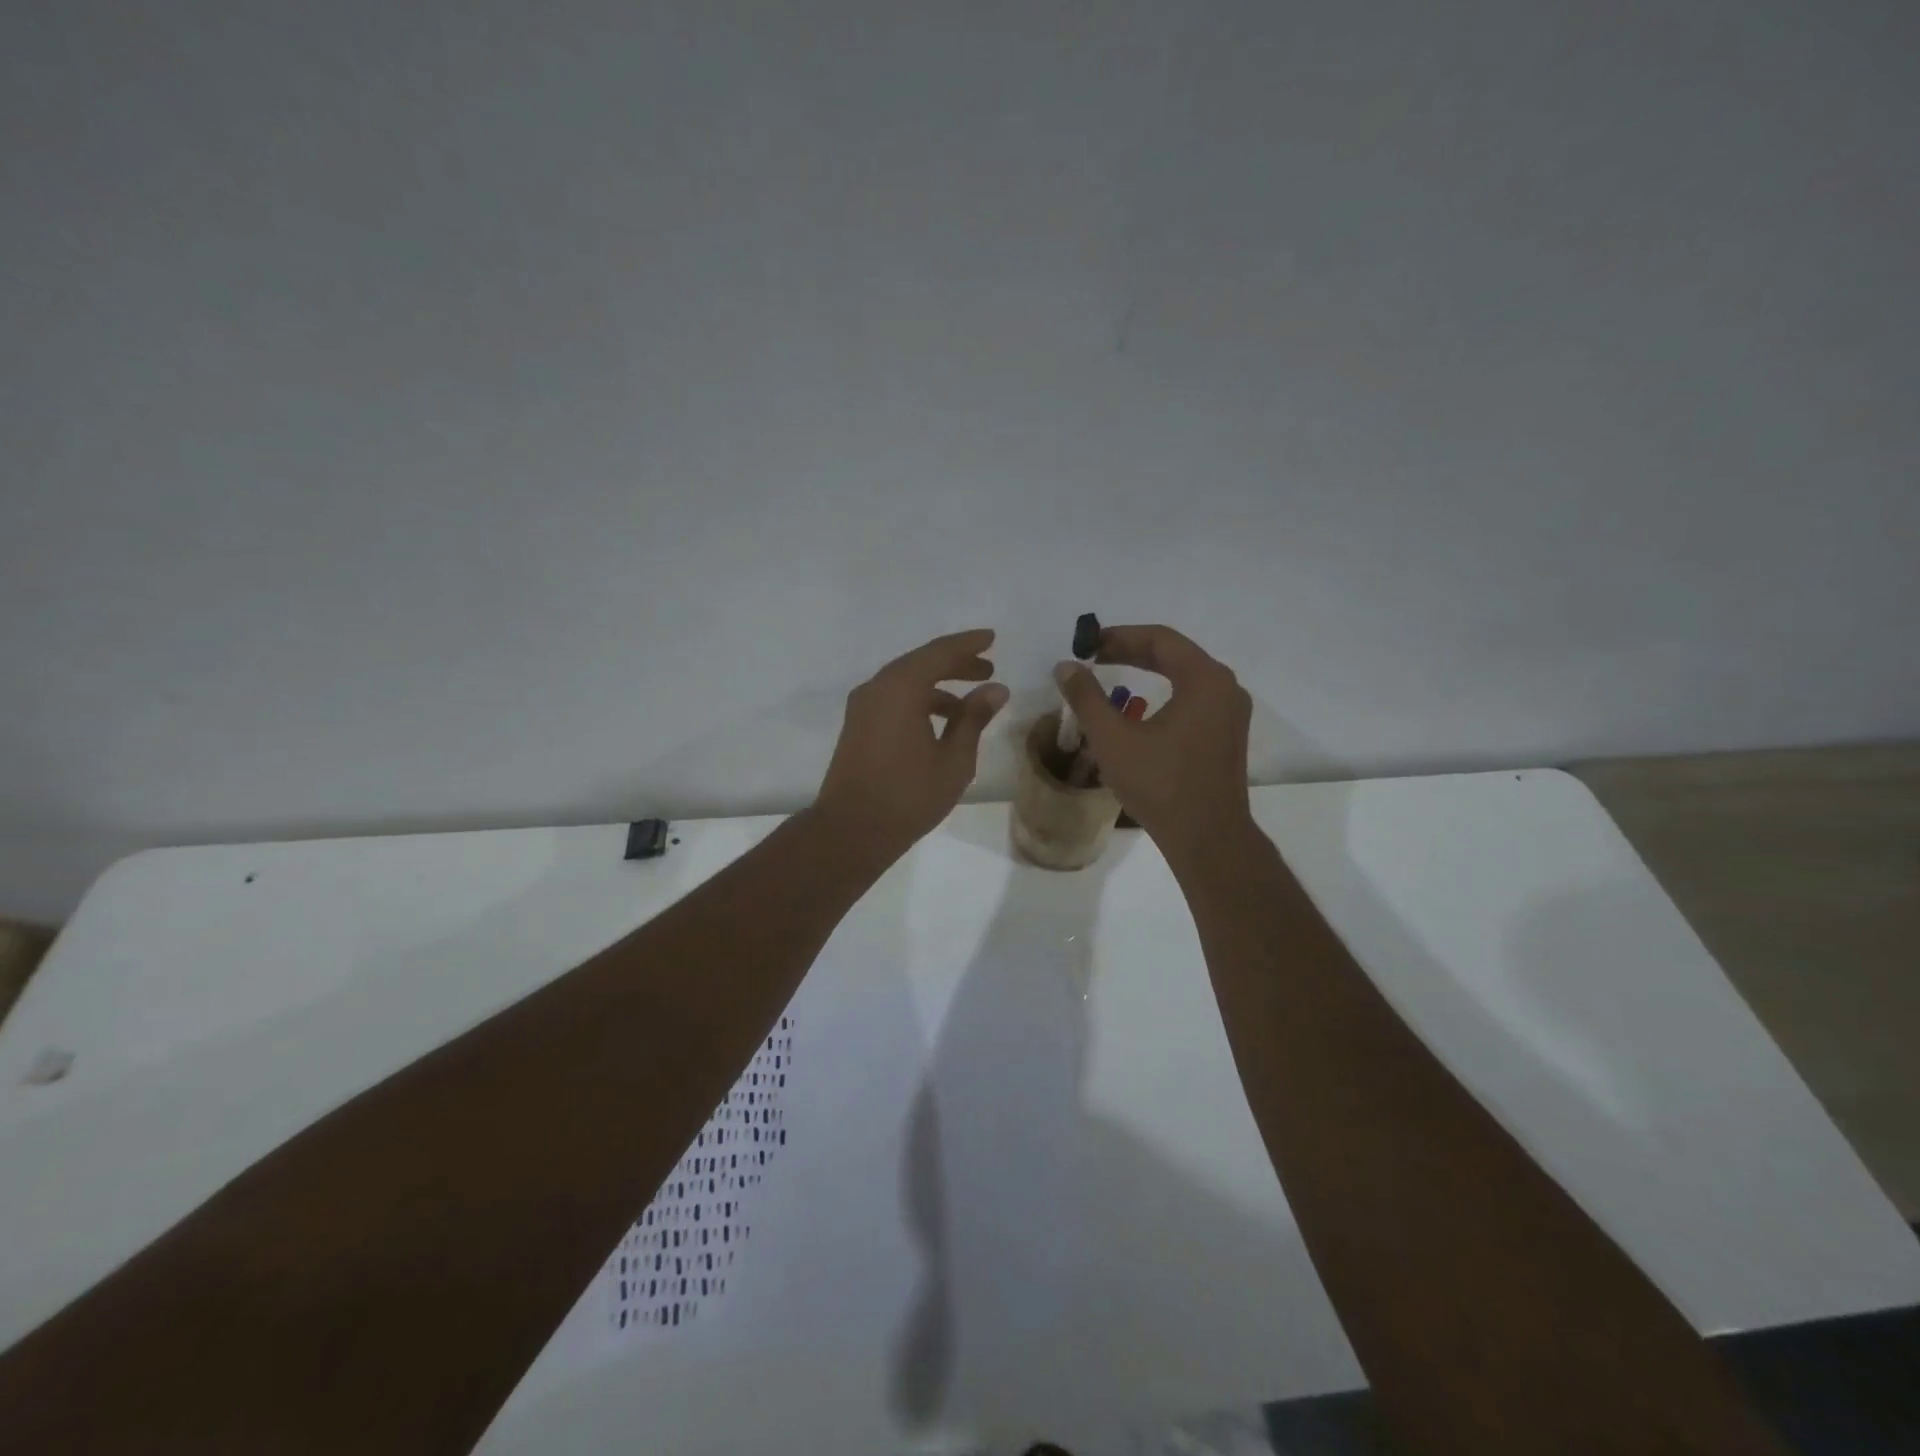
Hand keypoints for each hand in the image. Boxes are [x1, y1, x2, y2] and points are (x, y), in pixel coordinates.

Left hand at [815, 628, 1008, 858]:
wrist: (851, 830)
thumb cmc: (908, 795)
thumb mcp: (954, 759)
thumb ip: (974, 718)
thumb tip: (995, 689)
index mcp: (901, 687)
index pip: (940, 652)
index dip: (968, 644)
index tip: (991, 638)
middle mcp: (877, 687)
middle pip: (921, 663)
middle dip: (956, 664)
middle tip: (987, 669)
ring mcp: (862, 707)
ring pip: (906, 682)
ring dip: (938, 686)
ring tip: (970, 703)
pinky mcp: (857, 726)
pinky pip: (893, 699)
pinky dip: (919, 701)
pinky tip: (940, 722)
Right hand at [1054, 624, 1253, 866]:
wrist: (1207, 837)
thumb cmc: (1160, 784)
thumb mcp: (1113, 738)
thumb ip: (1087, 697)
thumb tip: (1066, 666)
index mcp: (1205, 679)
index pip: (1160, 639)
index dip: (1119, 636)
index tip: (1087, 644)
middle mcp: (1225, 688)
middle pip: (1174, 654)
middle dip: (1131, 651)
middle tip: (1094, 656)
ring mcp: (1231, 713)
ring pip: (1185, 676)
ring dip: (1148, 671)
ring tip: (1112, 675)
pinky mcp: (1227, 735)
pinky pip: (1193, 698)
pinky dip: (1164, 693)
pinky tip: (1139, 709)